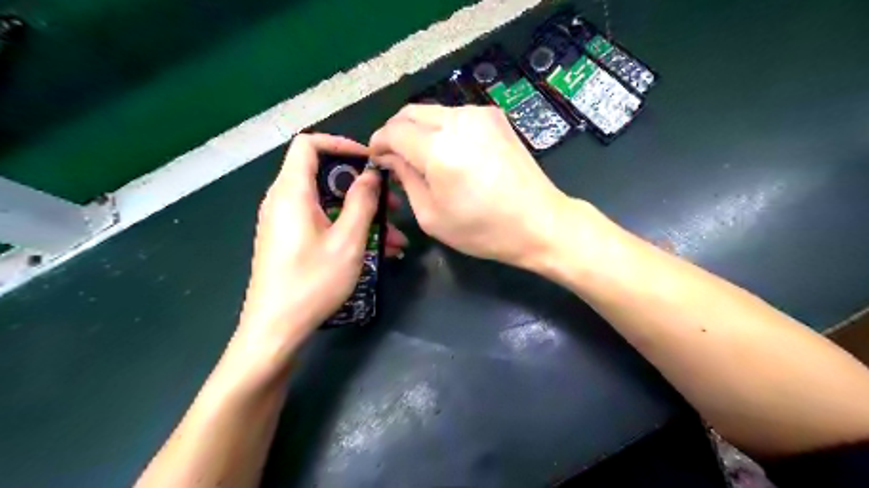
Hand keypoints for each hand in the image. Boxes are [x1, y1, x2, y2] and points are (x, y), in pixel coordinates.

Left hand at [236, 135, 409, 349]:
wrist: (275, 330)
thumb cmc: (312, 282)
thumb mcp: (347, 241)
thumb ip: (362, 201)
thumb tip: (370, 174)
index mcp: (292, 192)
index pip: (309, 145)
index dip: (341, 144)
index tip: (370, 161)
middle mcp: (284, 201)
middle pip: (325, 177)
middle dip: (363, 188)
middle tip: (393, 204)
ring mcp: (286, 223)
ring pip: (330, 205)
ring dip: (363, 216)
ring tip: (396, 239)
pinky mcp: (291, 241)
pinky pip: (323, 224)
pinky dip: (349, 230)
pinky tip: (379, 251)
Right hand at [369, 104, 575, 267]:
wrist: (539, 222)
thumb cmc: (483, 229)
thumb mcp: (432, 215)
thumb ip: (405, 179)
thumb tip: (388, 157)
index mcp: (439, 149)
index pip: (393, 131)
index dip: (378, 142)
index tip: (376, 158)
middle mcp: (458, 121)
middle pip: (410, 112)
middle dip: (396, 132)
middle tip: (395, 158)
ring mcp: (480, 114)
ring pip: (433, 112)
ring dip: (419, 130)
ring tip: (423, 158)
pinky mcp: (495, 117)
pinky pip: (455, 116)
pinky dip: (442, 129)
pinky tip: (450, 153)